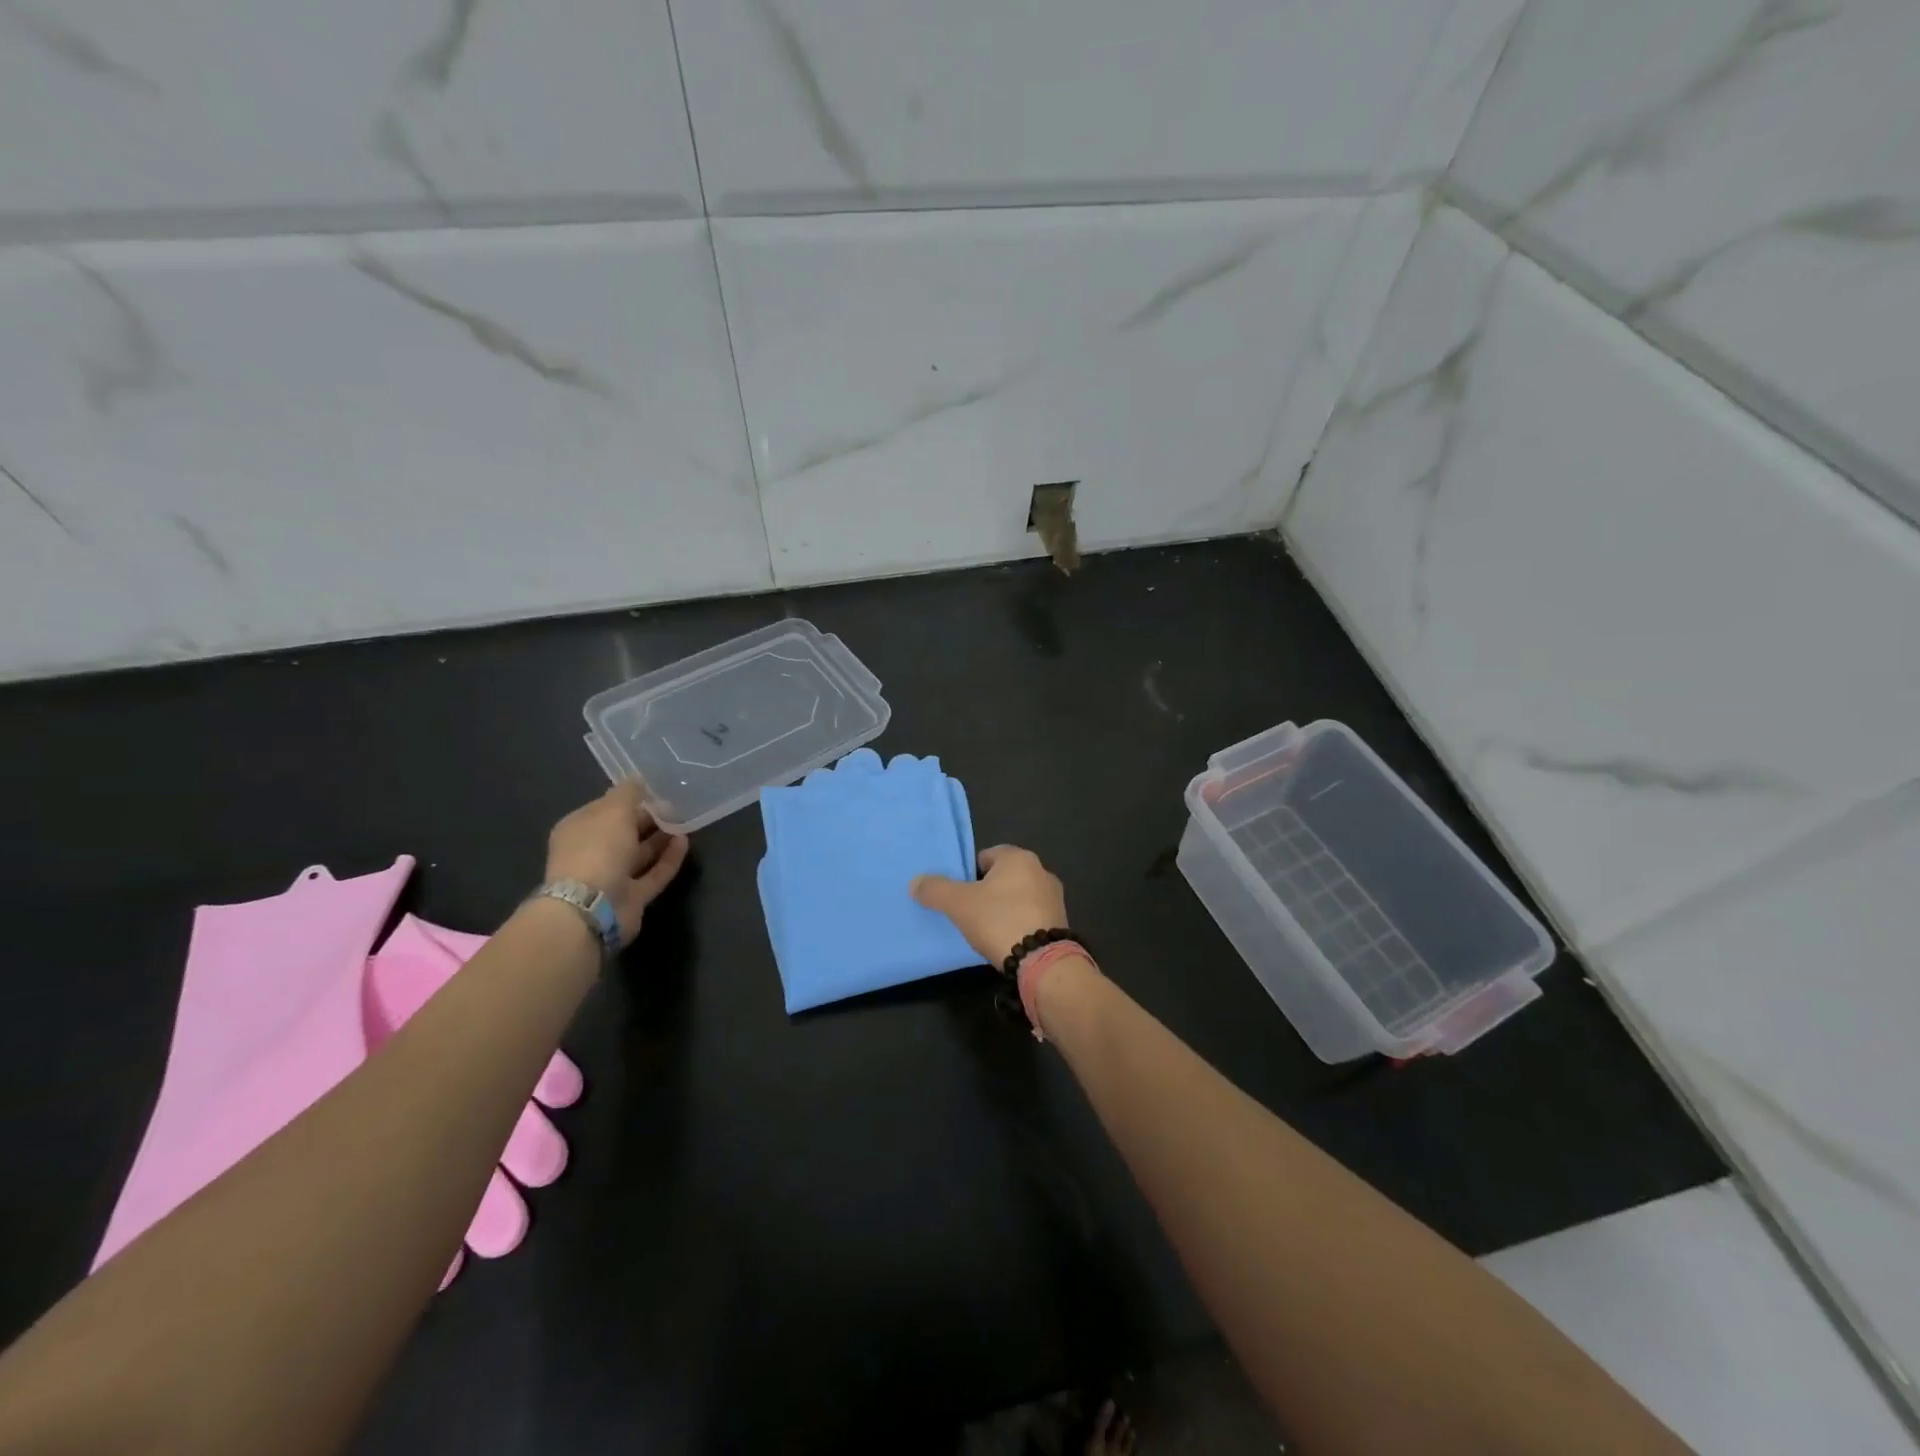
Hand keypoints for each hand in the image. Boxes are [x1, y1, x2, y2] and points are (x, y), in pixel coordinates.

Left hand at [544, 780, 688, 946]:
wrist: (592, 907)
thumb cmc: (597, 850)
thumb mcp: (613, 810)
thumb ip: (629, 793)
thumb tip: (639, 778)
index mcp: (578, 829)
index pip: (605, 808)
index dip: (630, 798)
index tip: (657, 790)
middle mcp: (592, 852)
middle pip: (624, 831)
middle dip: (649, 818)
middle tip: (676, 806)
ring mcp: (612, 877)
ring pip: (640, 854)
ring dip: (661, 838)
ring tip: (685, 822)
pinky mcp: (632, 897)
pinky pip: (653, 873)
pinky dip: (669, 859)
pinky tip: (685, 842)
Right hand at [911, 844, 1068, 966]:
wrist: (1041, 961)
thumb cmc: (999, 920)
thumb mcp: (959, 904)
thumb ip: (936, 890)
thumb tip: (915, 882)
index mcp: (1019, 857)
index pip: (986, 856)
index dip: (969, 873)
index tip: (960, 894)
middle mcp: (1041, 870)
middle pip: (1004, 876)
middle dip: (988, 891)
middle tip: (970, 912)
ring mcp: (1054, 896)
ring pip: (1019, 896)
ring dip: (1005, 908)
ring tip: (987, 929)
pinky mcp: (1060, 921)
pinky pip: (1032, 915)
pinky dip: (1019, 923)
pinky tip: (1007, 940)